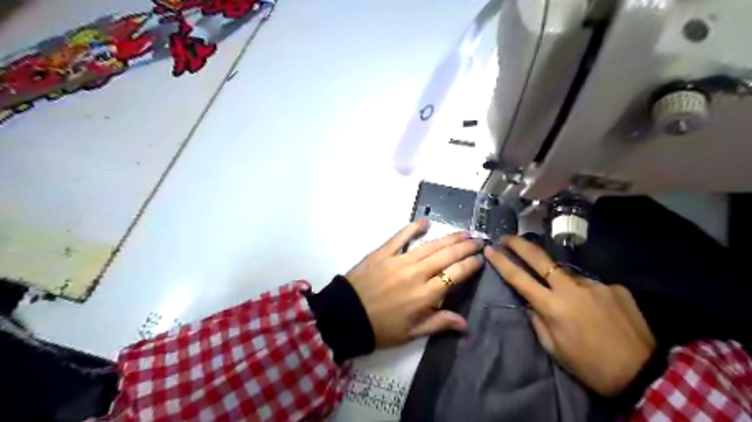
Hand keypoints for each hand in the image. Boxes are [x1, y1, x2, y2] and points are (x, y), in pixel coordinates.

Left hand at [344, 220, 481, 347]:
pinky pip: (400, 237)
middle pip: (446, 256)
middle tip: (478, 240)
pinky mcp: (383, 253)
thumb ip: (439, 323)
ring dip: (448, 238)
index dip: (470, 265)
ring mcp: (399, 260)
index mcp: (425, 295)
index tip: (480, 258)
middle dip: (465, 247)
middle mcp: (416, 274)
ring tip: (463, 233)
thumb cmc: (380, 329)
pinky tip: (425, 221)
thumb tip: (465, 323)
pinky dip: (413, 228)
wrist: (345, 317)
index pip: (455, 275)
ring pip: (429, 246)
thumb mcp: (411, 333)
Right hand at [484, 237, 656, 394]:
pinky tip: (596, 311)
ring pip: (566, 274)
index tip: (490, 249)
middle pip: (539, 258)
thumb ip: (538, 319)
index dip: (502, 261)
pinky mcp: (614, 287)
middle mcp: (571, 288)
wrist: (642, 373)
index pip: (519, 277)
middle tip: (506, 237)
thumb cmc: (589, 365)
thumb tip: (531, 302)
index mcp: (552, 306)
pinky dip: (586, 294)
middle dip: (519, 244)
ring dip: (559, 280)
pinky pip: (590, 286)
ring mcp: (595, 284)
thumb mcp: (554, 347)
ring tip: (569, 302)